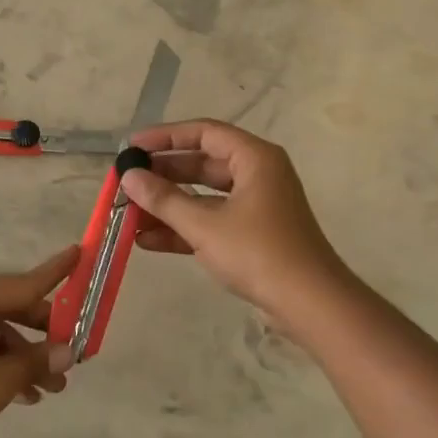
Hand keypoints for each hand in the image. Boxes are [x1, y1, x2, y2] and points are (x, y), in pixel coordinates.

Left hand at [0, 246, 78, 437]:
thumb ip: (34, 362)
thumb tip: (69, 352)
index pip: (21, 283)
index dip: (56, 273)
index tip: (80, 253)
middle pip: (8, 309)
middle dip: (42, 334)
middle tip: (72, 355)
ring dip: (22, 358)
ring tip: (51, 389)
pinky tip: (22, 394)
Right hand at [123, 120, 352, 329]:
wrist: (310, 304)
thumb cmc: (259, 253)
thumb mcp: (204, 225)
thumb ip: (164, 199)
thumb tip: (128, 177)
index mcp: (254, 158)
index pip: (203, 133)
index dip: (165, 137)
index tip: (131, 147)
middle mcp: (257, 174)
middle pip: (201, 163)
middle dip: (162, 175)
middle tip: (126, 182)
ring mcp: (256, 205)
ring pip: (203, 196)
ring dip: (168, 205)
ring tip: (129, 213)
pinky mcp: (252, 234)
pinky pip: (211, 221)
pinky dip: (183, 227)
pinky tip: (148, 240)